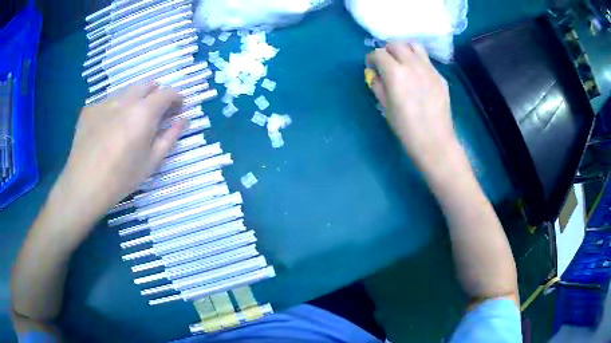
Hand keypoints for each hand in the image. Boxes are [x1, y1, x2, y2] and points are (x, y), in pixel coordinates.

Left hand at [54, 83, 185, 226]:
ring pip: (126, 91)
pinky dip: (115, 108)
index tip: (178, 107)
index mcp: (143, 113)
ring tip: (130, 120)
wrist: (83, 186)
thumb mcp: (151, 162)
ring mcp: (105, 102)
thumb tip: (184, 119)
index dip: (176, 97)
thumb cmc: (121, 179)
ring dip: (135, 99)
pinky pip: (108, 101)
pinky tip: (108, 128)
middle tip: (155, 112)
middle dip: (156, 93)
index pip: (167, 93)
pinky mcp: (89, 108)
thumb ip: (170, 137)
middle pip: (147, 84)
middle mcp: (125, 100)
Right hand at [367, 42, 457, 170]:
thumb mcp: (385, 107)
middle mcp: (413, 65)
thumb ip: (378, 86)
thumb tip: (376, 74)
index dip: (371, 58)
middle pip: (396, 45)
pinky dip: (417, 61)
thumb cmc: (406, 129)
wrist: (435, 141)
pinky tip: (417, 75)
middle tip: (385, 63)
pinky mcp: (440, 76)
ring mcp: (429, 69)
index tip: (371, 66)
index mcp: (395, 73)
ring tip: (402, 61)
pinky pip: (426, 60)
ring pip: (414, 46)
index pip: (379, 53)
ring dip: (404, 49)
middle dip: (387, 50)